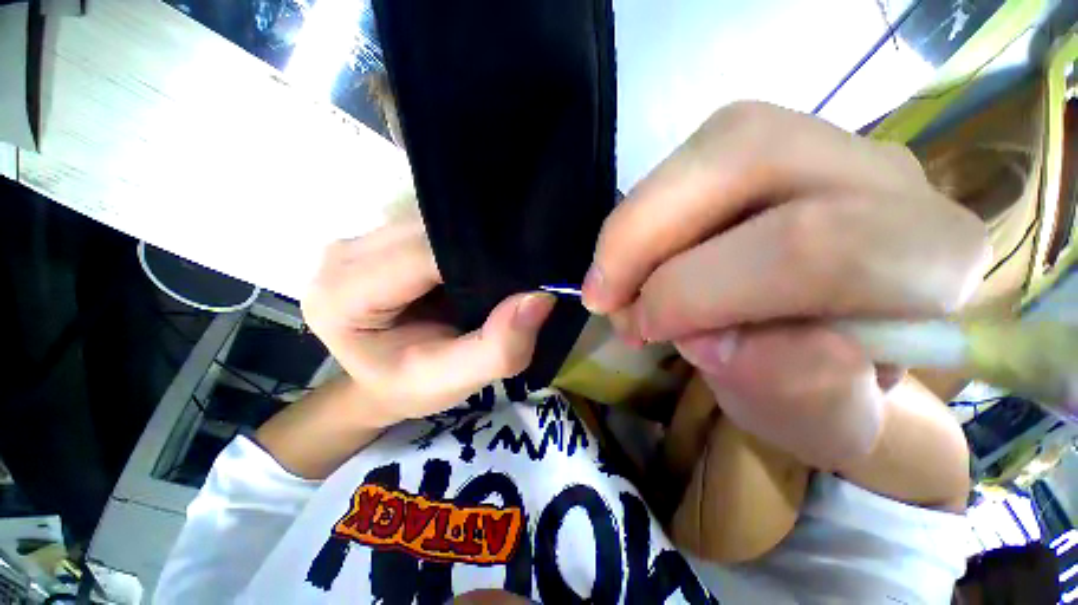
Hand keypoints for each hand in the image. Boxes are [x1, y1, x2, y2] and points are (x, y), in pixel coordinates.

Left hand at [303, 217, 554, 427]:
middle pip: (427, 231)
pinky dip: (464, 242)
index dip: (474, 262)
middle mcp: (344, 255)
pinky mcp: (385, 238)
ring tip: (499, 271)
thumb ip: (498, 348)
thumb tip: (541, 297)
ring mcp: (364, 240)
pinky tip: (479, 263)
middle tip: (514, 277)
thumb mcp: (456, 380)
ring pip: (433, 222)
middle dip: (476, 249)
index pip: (422, 255)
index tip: (518, 280)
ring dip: (472, 244)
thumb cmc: (413, 387)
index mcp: (344, 294)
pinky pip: (434, 226)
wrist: (387, 383)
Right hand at [583, 102, 987, 469]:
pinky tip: (633, 264)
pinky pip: (686, 165)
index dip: (696, 292)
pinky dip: (638, 221)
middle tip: (602, 296)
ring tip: (614, 285)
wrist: (825, 352)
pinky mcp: (765, 147)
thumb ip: (780, 384)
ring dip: (634, 228)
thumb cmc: (821, 391)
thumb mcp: (808, 419)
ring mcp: (821, 144)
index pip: (810, 247)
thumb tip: (708, 340)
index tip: (639, 331)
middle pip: (746, 157)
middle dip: (644, 236)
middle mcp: (883, 175)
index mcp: (928, 259)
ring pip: (707, 151)